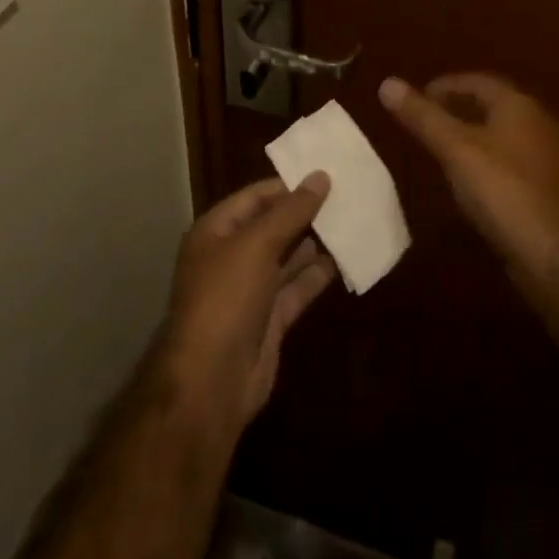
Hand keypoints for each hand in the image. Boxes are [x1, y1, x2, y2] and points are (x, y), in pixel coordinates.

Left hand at [159, 174, 337, 432]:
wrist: (211, 383)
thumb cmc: (226, 298)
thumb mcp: (257, 244)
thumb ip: (291, 211)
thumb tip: (321, 176)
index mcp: (216, 232)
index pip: (255, 197)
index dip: (288, 186)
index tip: (325, 174)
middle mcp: (231, 257)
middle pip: (271, 226)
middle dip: (304, 213)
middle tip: (344, 196)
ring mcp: (250, 291)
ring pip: (286, 258)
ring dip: (313, 243)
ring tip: (348, 222)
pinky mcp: (269, 320)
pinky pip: (295, 289)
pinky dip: (316, 276)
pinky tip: (341, 260)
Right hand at [381, 73, 558, 280]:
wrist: (555, 256)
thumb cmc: (502, 191)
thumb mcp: (455, 149)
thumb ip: (423, 117)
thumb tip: (387, 83)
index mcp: (519, 105)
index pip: (478, 81)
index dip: (446, 86)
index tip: (419, 97)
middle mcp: (539, 122)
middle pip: (493, 105)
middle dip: (460, 108)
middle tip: (428, 120)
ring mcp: (550, 157)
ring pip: (504, 133)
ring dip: (475, 135)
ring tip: (444, 148)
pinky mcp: (551, 188)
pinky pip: (513, 160)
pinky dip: (489, 159)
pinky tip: (472, 179)